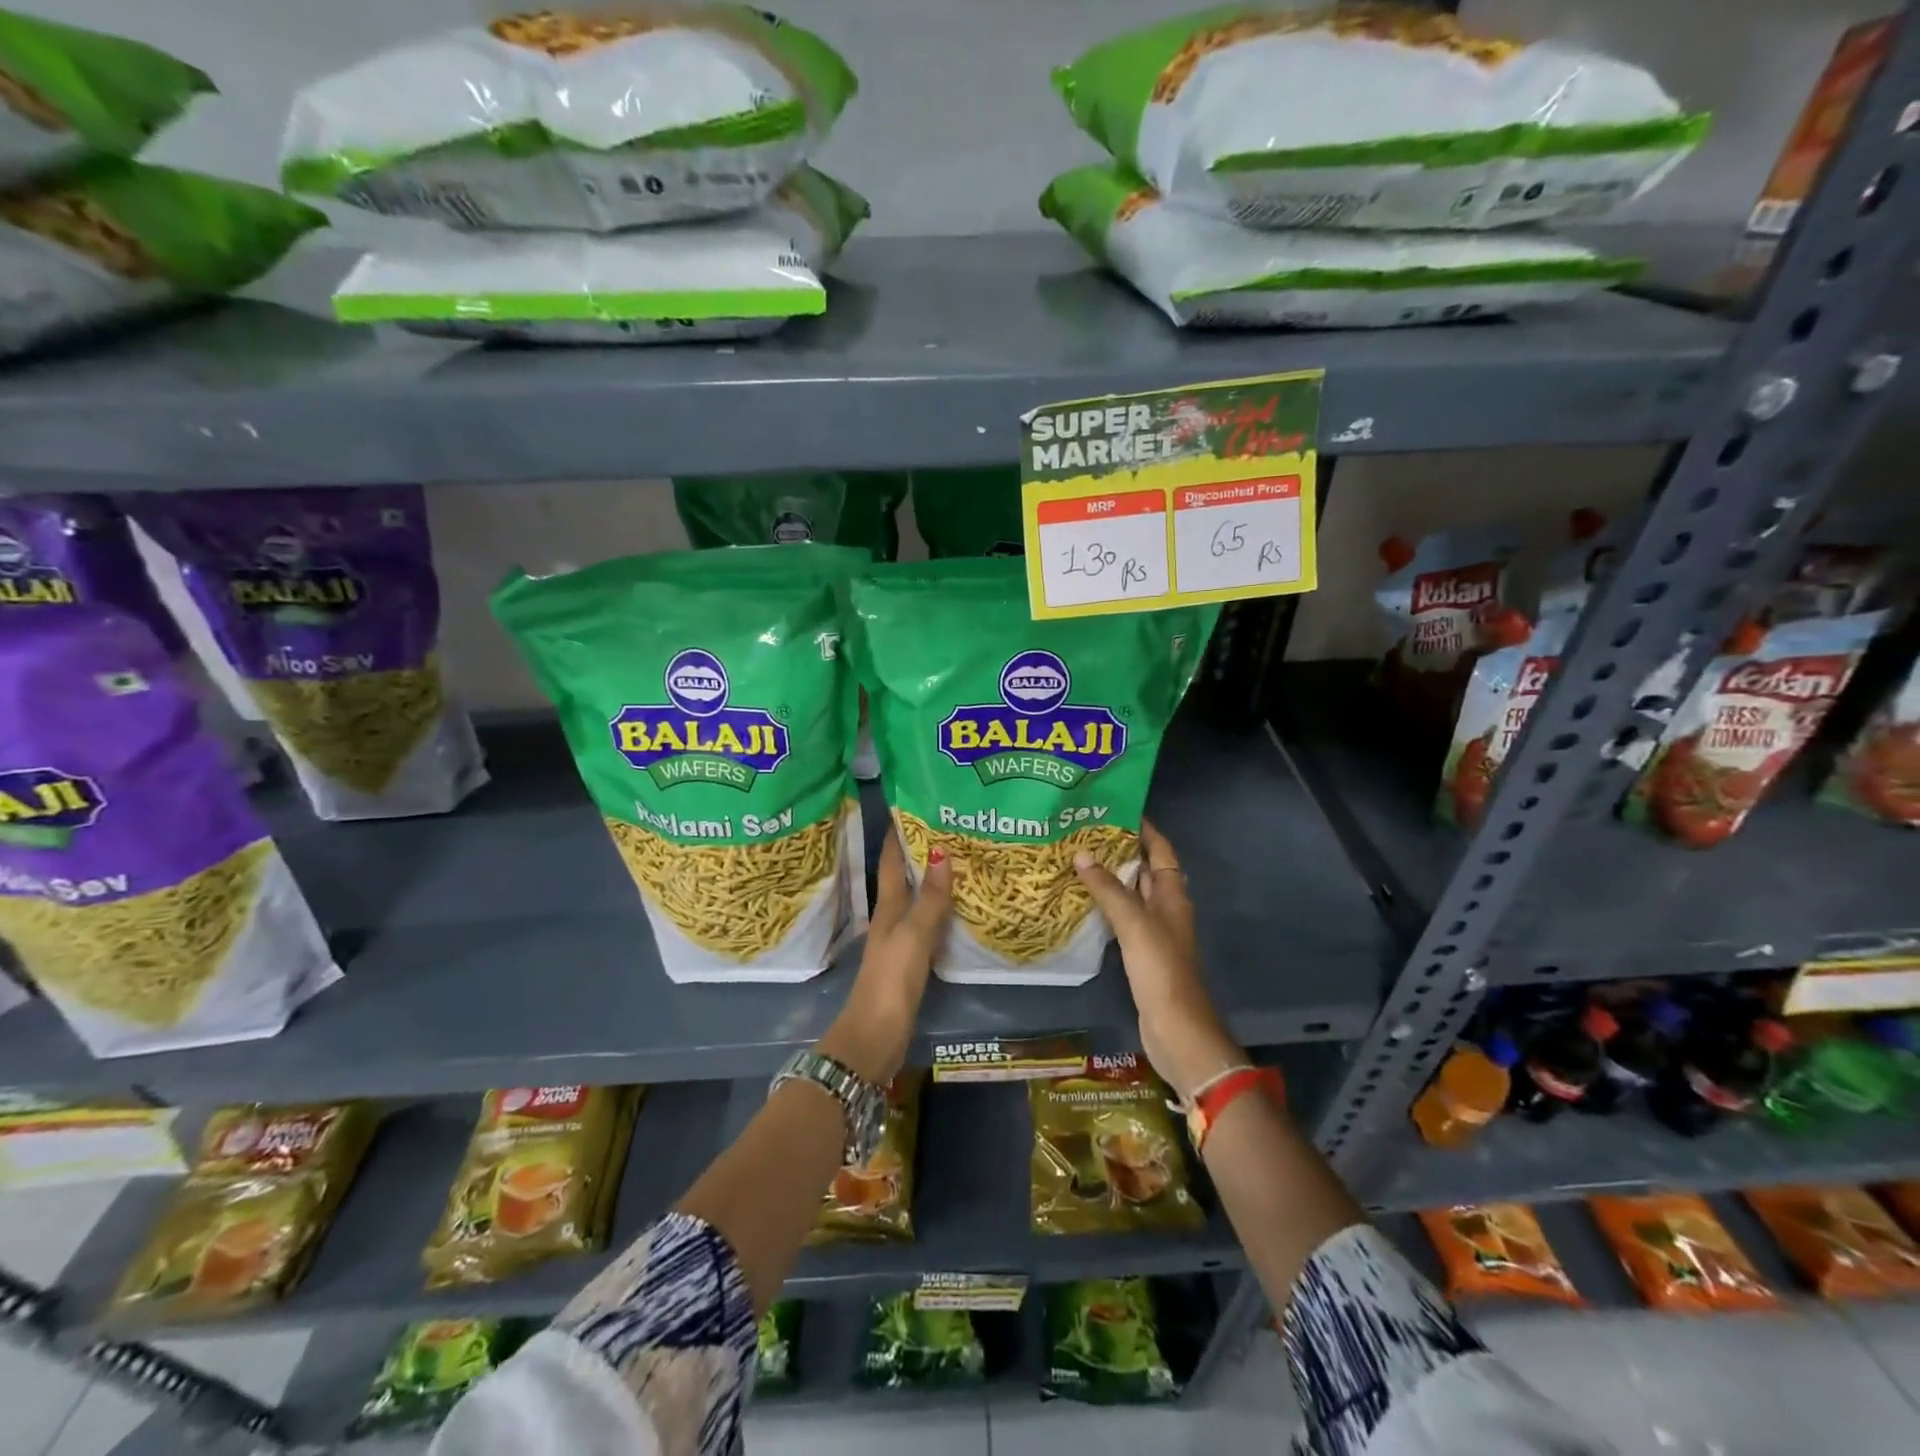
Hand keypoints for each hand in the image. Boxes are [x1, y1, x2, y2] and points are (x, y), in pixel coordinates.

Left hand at [818, 831, 951, 1083]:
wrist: (875, 1035)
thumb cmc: (891, 979)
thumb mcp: (913, 935)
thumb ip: (930, 898)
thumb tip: (941, 851)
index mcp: (887, 909)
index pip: (892, 863)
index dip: (898, 836)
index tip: (909, 807)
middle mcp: (890, 920)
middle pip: (904, 879)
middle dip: (919, 854)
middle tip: (947, 828)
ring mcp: (898, 942)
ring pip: (915, 901)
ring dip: (930, 882)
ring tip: (958, 861)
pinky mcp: (909, 963)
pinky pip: (927, 926)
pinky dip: (939, 912)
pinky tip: (956, 911)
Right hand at [1075, 818, 1243, 1099]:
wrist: (1176, 1028)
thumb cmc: (1161, 969)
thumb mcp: (1134, 923)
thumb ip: (1108, 889)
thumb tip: (1082, 854)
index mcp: (1172, 894)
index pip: (1160, 849)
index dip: (1143, 827)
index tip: (1116, 807)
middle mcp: (1166, 906)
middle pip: (1144, 868)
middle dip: (1119, 848)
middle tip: (1083, 830)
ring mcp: (1154, 930)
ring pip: (1131, 892)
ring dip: (1109, 876)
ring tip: (1076, 857)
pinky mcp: (1140, 951)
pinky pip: (1122, 916)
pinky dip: (1104, 904)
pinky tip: (1080, 900)